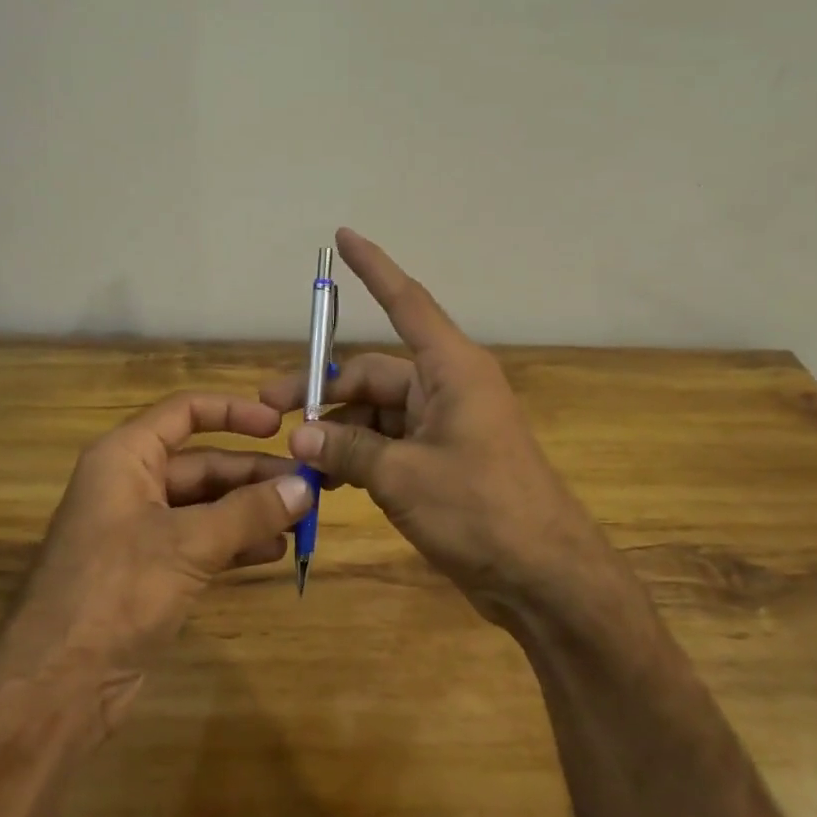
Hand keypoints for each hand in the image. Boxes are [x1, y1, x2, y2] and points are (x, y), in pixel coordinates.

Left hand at [3, 392, 312, 723]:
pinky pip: (201, 543)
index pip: (185, 412)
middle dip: (254, 475)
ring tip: (302, 520)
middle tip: (309, 488)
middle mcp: (132, 485)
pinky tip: (274, 552)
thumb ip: (248, 512)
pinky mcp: (150, 572)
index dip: (233, 412)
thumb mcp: (188, 544)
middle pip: (203, 463)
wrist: (56, 686)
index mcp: (126, 457)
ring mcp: (140, 531)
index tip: (281, 426)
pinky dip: (236, 543)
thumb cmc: (116, 592)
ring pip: (206, 506)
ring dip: (251, 510)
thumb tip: (305, 487)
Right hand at [260, 229, 617, 625]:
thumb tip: (298, 436)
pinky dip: (357, 456)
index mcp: (450, 369)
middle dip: (323, 391)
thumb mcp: (402, 477)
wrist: (544, 578)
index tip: (343, 237)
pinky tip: (325, 481)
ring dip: (337, 432)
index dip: (374, 268)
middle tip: (272, 413)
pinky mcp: (441, 461)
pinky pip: (388, 444)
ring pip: (375, 413)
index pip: (406, 302)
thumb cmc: (481, 510)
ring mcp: (444, 426)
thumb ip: (346, 450)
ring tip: (297, 461)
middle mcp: (446, 387)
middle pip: (373, 372)